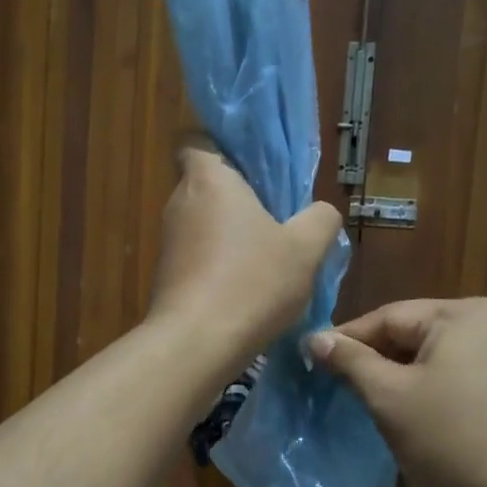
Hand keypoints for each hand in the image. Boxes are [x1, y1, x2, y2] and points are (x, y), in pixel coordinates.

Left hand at [147, 140, 342, 360]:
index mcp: (209, 180)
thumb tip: (321, 212)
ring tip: (268, 262)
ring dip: (231, 237)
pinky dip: (218, 266)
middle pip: (206, 186)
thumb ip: (321, 220)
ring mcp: (168, 242)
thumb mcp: (306, 249)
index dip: (221, 149)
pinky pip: (197, 257)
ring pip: (203, 225)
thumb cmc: (252, 282)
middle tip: (277, 219)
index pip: (195, 141)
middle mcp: (179, 203)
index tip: (253, 170)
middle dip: (238, 199)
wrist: (197, 344)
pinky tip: (247, 292)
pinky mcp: (165, 277)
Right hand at [308, 298, 486, 486]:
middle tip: (338, 390)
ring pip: (438, 360)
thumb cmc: (455, 443)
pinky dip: (434, 394)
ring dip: (404, 381)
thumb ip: (351, 362)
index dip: (346, 341)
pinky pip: (462, 380)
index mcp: (463, 314)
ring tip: (373, 408)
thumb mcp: (391, 399)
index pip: (388, 317)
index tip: (310, 362)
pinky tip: (419, 422)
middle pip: (415, 335)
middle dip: (377, 363)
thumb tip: (314, 337)